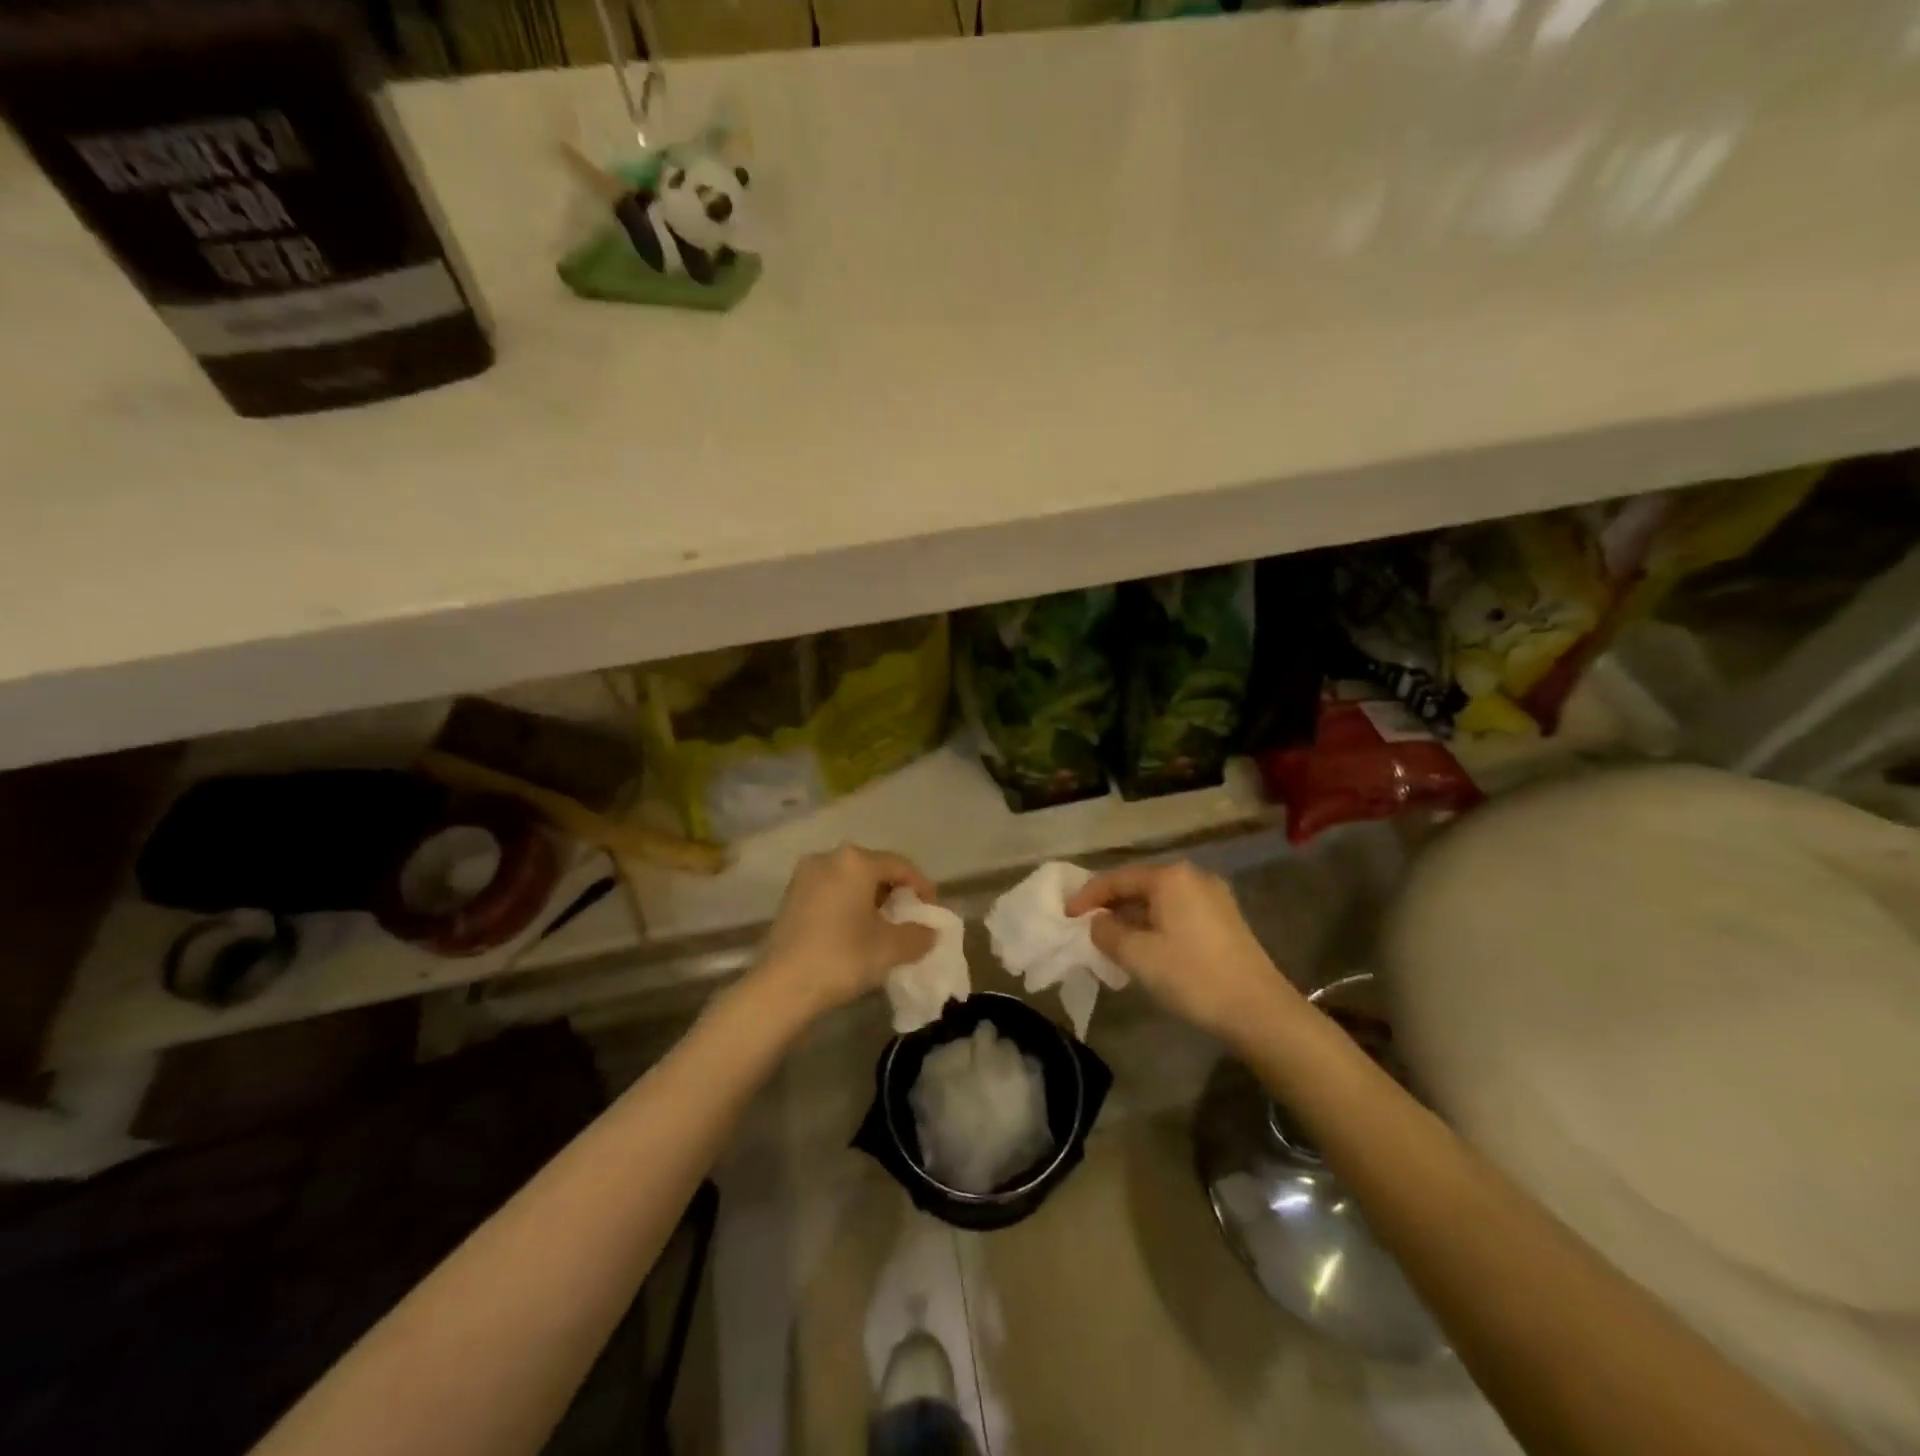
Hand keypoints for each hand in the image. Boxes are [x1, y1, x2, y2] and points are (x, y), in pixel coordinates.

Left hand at [755, 844, 939, 1018]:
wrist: (782, 986)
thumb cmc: (842, 957)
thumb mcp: (891, 948)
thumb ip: (919, 935)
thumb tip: (929, 932)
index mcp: (855, 861)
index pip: (900, 865)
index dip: (922, 887)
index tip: (932, 911)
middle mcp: (828, 858)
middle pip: (874, 869)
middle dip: (895, 893)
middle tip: (910, 920)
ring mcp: (805, 876)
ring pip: (850, 881)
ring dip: (871, 900)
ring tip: (884, 929)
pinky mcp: (790, 897)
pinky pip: (831, 893)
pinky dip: (848, 906)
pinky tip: (855, 932)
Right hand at [1067, 860, 1297, 1044]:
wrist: (1259, 1011)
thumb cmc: (1192, 976)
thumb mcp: (1138, 956)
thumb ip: (1107, 933)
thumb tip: (1098, 922)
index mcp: (1171, 877)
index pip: (1117, 878)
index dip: (1088, 896)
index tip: (1066, 915)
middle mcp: (1193, 877)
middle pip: (1139, 885)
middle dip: (1110, 905)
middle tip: (1085, 926)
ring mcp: (1213, 897)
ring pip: (1159, 901)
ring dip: (1133, 917)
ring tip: (1111, 939)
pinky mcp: (1225, 920)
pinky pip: (1177, 913)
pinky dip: (1155, 924)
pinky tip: (1145, 947)